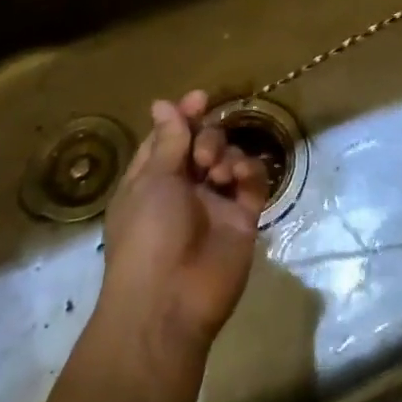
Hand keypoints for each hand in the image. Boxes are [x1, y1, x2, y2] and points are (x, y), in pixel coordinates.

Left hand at [94, 90, 267, 378]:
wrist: (171, 302)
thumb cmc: (148, 236)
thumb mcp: (153, 182)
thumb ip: (168, 141)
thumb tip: (162, 103)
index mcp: (151, 180)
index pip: (169, 138)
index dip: (183, 116)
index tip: (200, 98)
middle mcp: (183, 189)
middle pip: (202, 144)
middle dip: (207, 137)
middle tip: (204, 156)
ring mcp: (215, 204)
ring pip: (229, 159)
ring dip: (226, 154)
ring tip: (220, 172)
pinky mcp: (242, 218)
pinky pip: (252, 182)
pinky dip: (249, 171)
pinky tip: (240, 177)